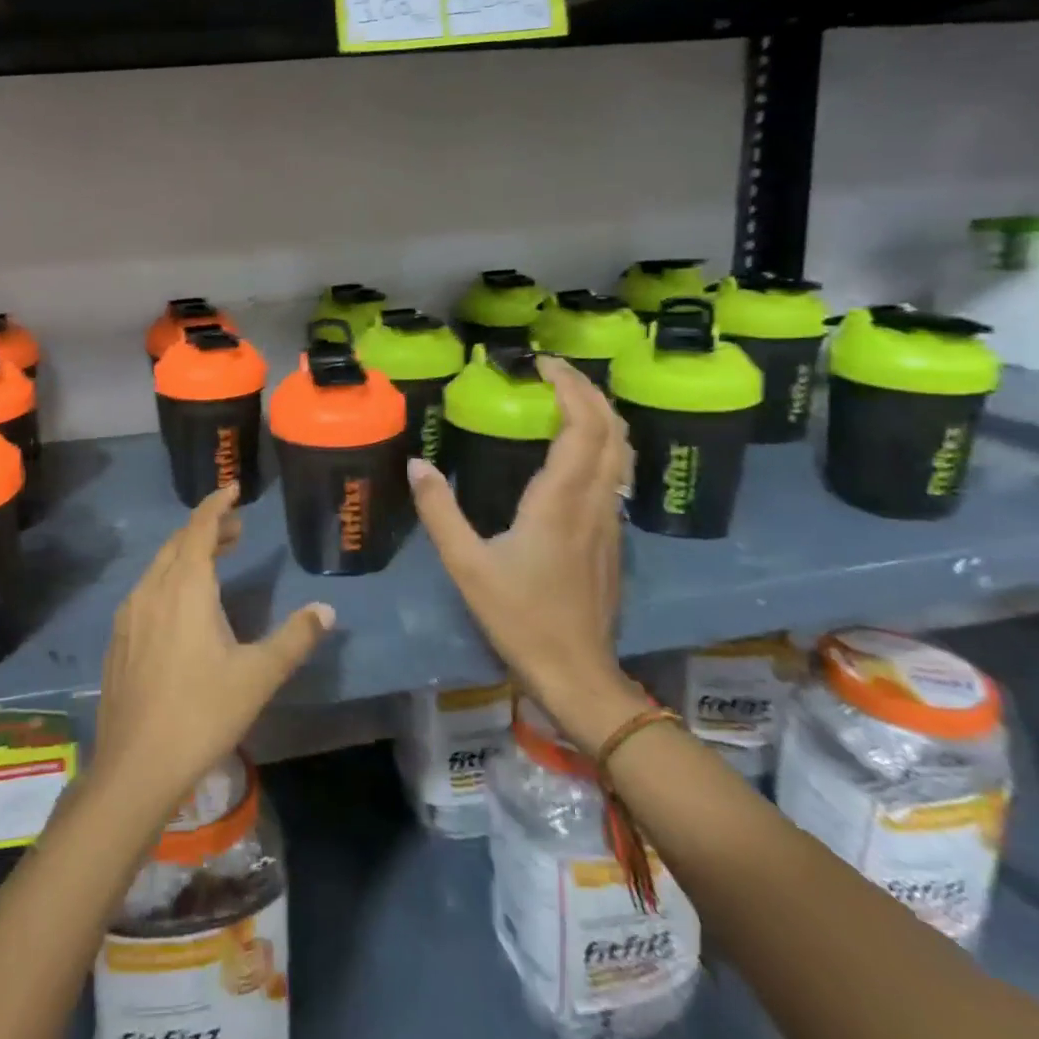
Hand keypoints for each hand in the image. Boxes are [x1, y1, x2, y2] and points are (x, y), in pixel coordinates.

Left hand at [94, 483, 334, 821]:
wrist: (135, 765)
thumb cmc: (202, 713)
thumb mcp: (258, 676)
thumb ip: (294, 638)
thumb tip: (326, 610)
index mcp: (185, 587)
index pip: (199, 528)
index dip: (217, 504)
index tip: (233, 488)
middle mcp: (152, 589)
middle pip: (178, 543)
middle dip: (207, 529)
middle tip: (236, 530)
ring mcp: (129, 614)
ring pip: (160, 566)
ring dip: (187, 555)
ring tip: (216, 562)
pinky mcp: (118, 638)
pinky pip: (146, 590)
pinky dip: (169, 579)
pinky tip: (182, 607)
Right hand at [408, 355, 644, 753]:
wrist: (577, 673)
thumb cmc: (520, 616)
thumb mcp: (466, 564)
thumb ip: (439, 510)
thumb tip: (417, 464)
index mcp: (560, 501)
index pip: (583, 426)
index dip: (569, 387)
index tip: (541, 364)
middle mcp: (594, 502)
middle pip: (612, 430)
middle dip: (589, 391)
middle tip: (554, 371)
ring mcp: (610, 520)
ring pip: (621, 452)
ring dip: (600, 415)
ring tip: (567, 399)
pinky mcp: (612, 537)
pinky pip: (616, 473)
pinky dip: (602, 443)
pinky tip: (575, 450)